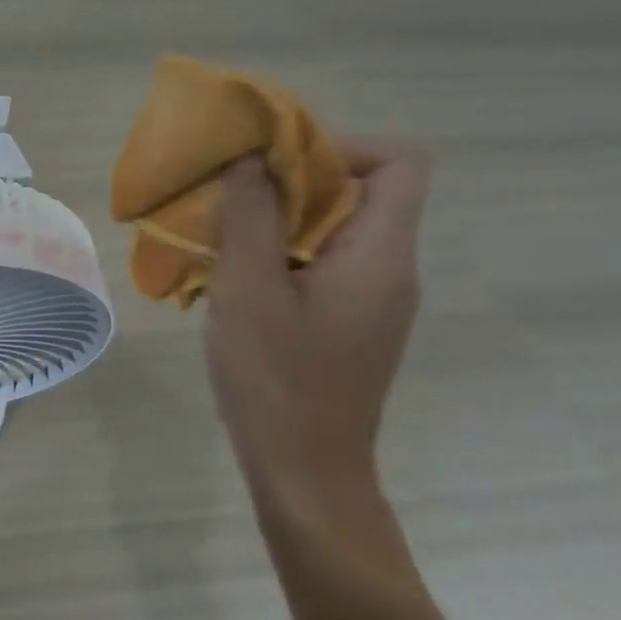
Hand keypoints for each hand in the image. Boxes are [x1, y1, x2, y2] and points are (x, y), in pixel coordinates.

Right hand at [205, 144, 428, 511]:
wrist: (303, 473)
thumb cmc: (276, 378)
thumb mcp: (249, 289)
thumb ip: (252, 215)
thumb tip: (252, 157)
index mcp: (381, 255)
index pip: (399, 164)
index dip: (341, 146)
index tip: (275, 162)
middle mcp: (389, 270)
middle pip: (361, 192)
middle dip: (293, 181)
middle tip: (231, 194)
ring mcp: (371, 301)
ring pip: (335, 230)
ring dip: (279, 219)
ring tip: (221, 233)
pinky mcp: (348, 324)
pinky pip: (321, 264)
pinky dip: (280, 254)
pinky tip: (232, 278)